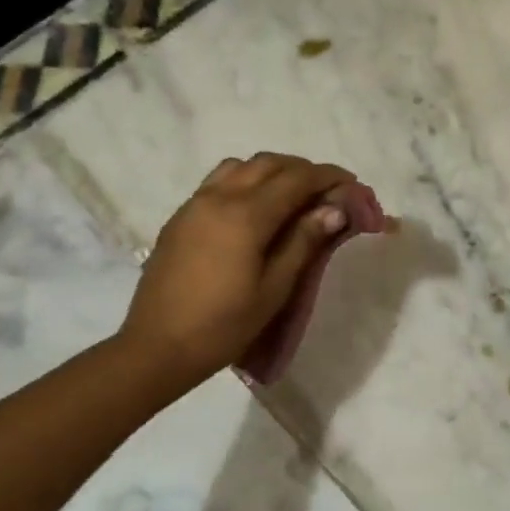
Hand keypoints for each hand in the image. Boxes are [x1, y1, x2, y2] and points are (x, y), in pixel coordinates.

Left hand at [119, 153, 354, 393]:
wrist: (157, 347)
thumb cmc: (224, 325)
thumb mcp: (274, 288)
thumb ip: (303, 241)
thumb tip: (333, 209)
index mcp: (246, 214)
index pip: (296, 179)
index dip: (328, 177)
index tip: (351, 184)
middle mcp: (218, 197)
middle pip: (268, 164)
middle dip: (302, 170)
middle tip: (326, 191)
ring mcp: (194, 204)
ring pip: (240, 167)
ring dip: (271, 171)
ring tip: (291, 196)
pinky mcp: (180, 217)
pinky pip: (218, 182)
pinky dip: (245, 181)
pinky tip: (255, 210)